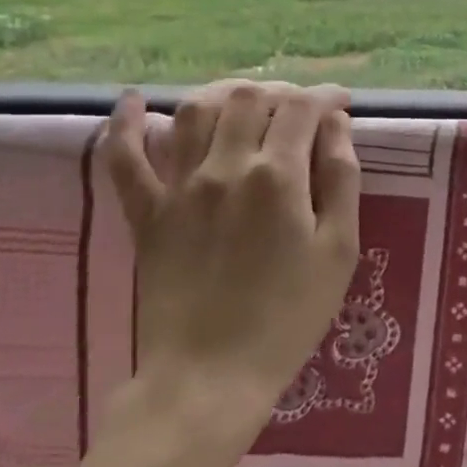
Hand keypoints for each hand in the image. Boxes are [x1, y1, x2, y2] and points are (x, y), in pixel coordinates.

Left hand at [103, 80, 360, 435]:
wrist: (211, 375)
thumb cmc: (290, 315)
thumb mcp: (339, 249)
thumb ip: (341, 178)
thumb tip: (336, 124)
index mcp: (276, 177)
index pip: (302, 108)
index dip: (326, 96)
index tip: (342, 102)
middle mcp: (223, 168)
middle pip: (247, 98)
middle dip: (281, 92)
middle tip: (301, 109)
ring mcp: (177, 188)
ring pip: (194, 111)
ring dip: (224, 94)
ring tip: (246, 102)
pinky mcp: (145, 213)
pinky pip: (123, 158)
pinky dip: (125, 124)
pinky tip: (134, 101)